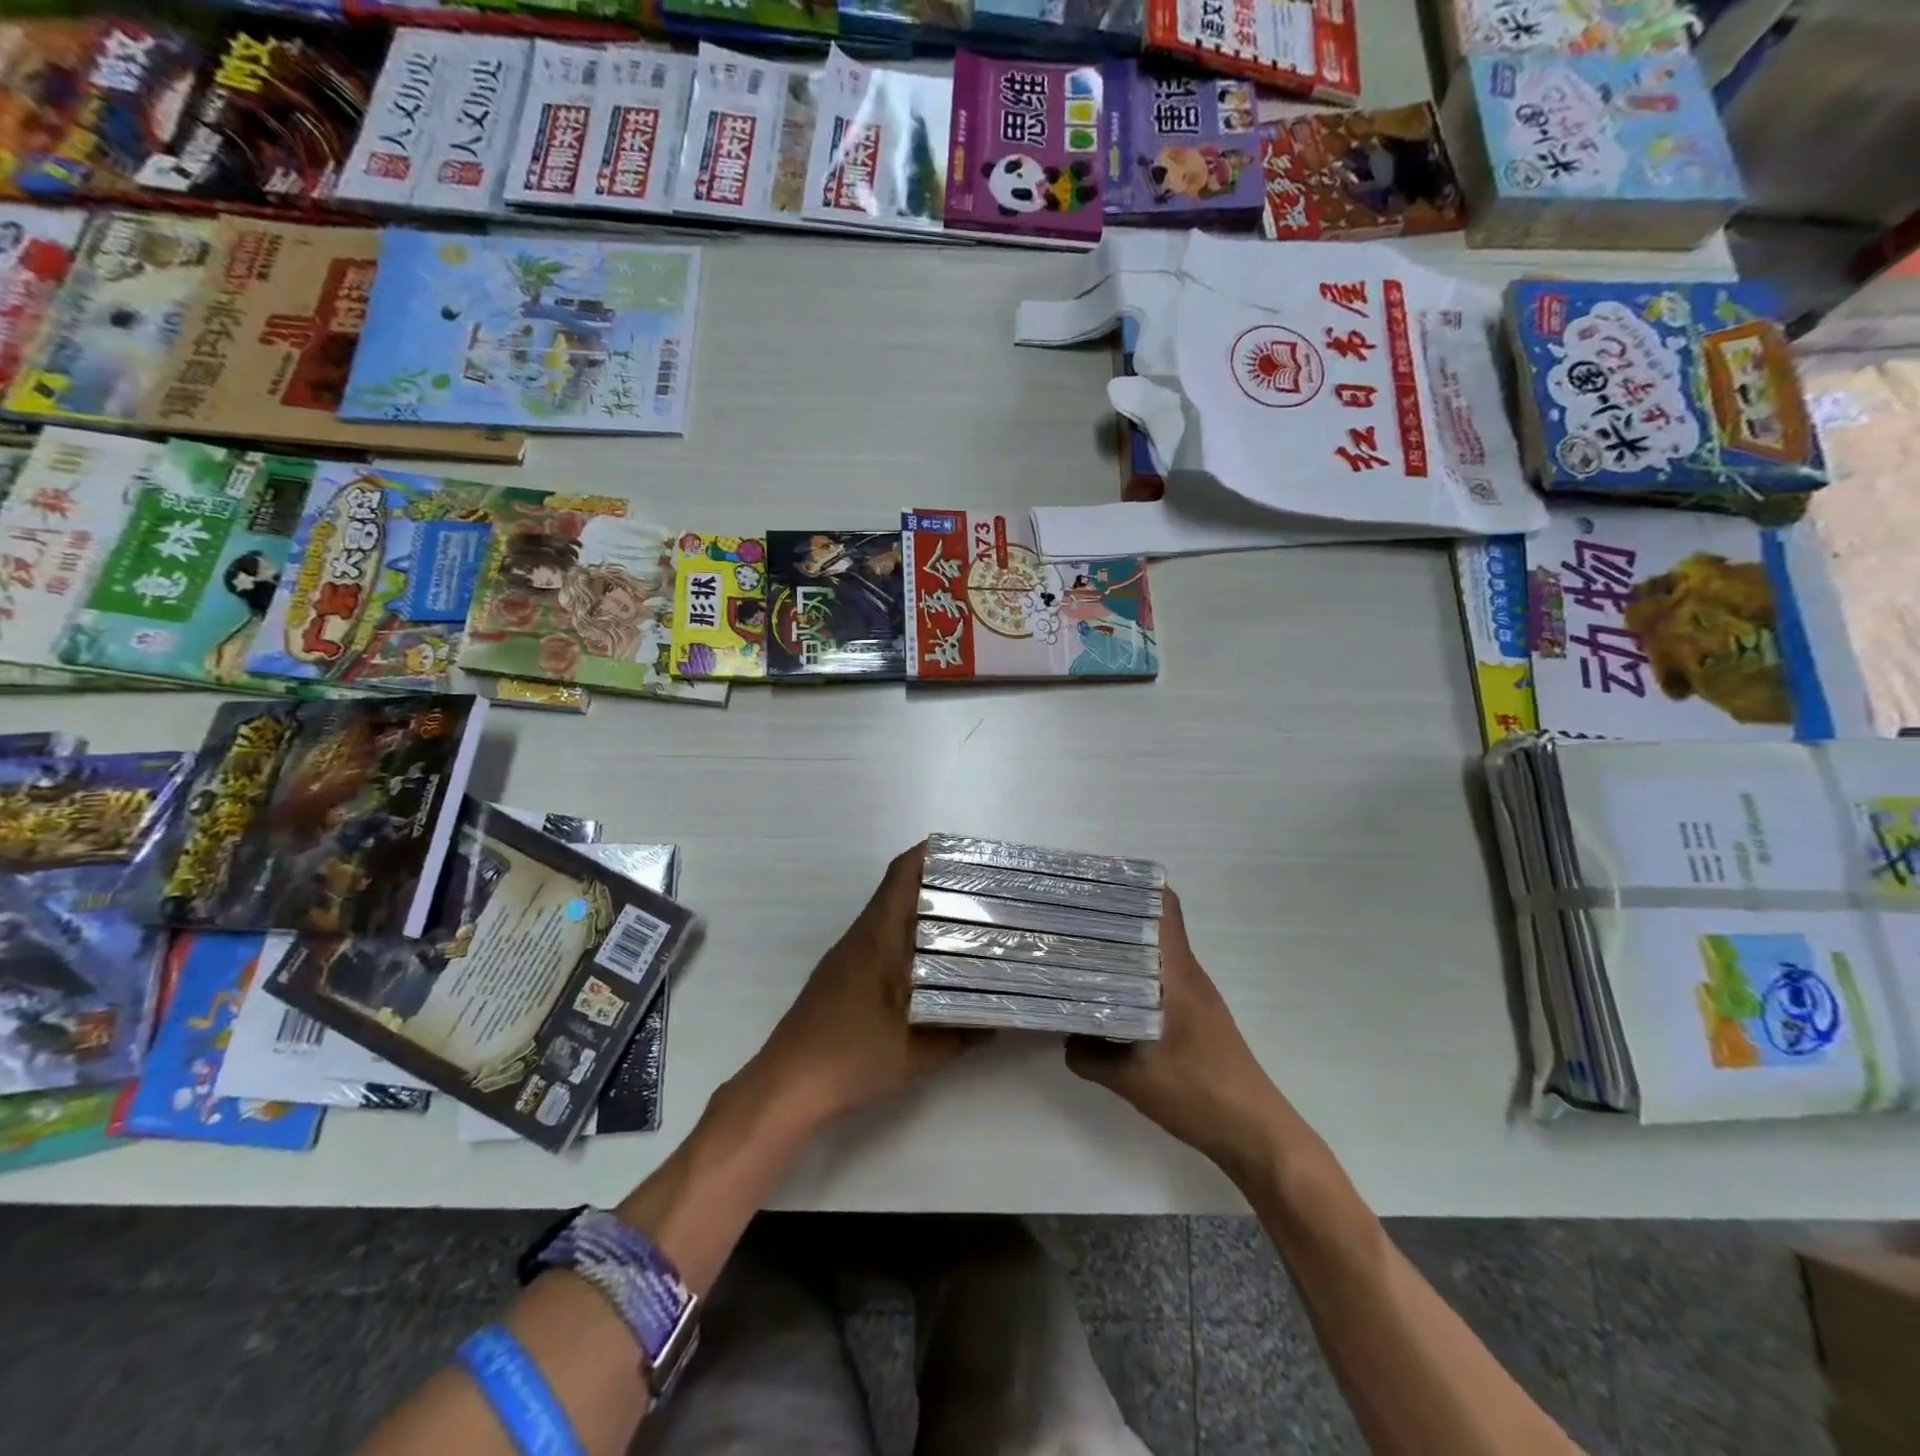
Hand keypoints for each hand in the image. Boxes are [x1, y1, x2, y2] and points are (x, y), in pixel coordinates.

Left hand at [742, 841, 977, 1124]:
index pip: (901, 875)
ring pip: (889, 916)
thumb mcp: (918, 1053)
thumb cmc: (851, 1058)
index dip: (931, 853)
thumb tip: (999, 1018)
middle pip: (898, 890)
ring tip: (967, 922)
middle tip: (982, 890)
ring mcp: (846, 957)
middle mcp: (860, 937)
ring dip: (923, 911)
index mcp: (877, 938)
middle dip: (938, 883)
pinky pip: (880, 940)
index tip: (967, 852)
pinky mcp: (840, 977)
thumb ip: (961, 1034)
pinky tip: (931, 964)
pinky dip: (908, 938)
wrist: (786, 1087)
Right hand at [1066, 887, 1281, 1173]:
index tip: (1094, 883)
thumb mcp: (1133, 1080)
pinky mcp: (1196, 1018)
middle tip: (1069, 917)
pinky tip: (1106, 996)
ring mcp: (1195, 997)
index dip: (1132, 887)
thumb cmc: (1199, 1094)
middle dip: (1113, 917)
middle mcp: (1188, 975)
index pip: (1164, 908)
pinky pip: (1160, 981)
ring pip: (1154, 956)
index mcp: (1178, 974)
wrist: (1256, 1135)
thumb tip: (1064, 1038)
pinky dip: (1133, 977)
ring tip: (1078, 950)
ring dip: (1122, 949)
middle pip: (1152, 927)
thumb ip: (1090, 1057)